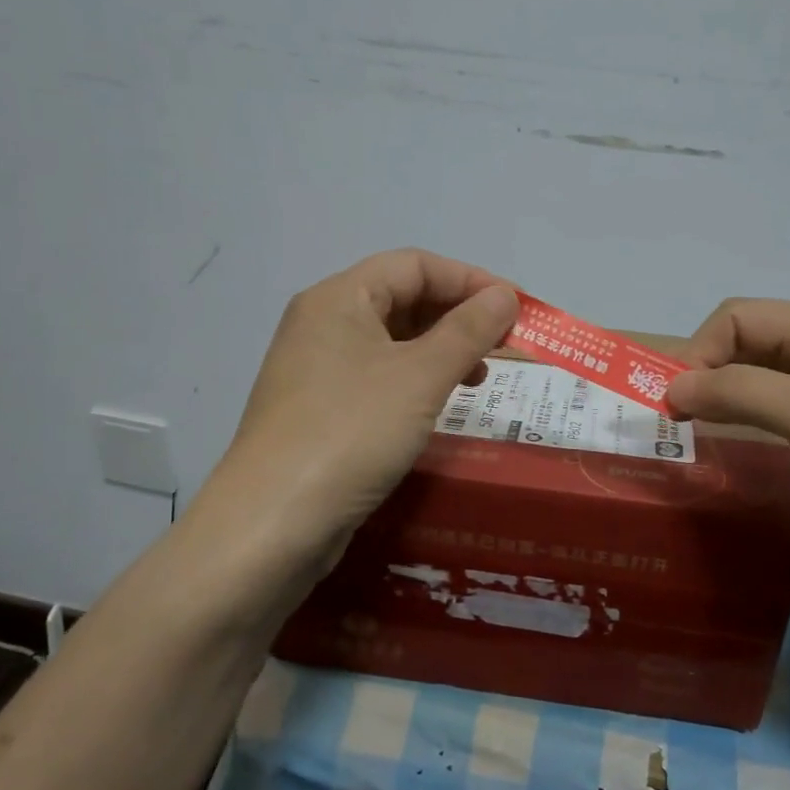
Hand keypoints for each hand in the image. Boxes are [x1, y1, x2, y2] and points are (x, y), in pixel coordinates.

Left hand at [187, 249, 517, 616]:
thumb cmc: (351, 433)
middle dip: (459, 316)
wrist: (273, 524)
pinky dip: (417, 380)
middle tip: (506, 345)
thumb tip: (506, 296)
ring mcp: (317, 369)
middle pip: (403, 299)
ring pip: (392, 341)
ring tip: (481, 377)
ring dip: (442, 350)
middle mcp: (323, 324)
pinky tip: (441, 404)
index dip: (470, 279)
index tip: (516, 308)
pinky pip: (379, 377)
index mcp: (339, 298)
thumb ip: (468, 330)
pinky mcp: (320, 410)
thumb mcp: (420, 377)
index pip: (414, 265)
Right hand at [667, 299, 789, 587]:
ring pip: (767, 381)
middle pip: (750, 345)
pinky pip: (787, 415)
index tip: (676, 403)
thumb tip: (672, 388)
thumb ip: (738, 392)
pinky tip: (743, 448)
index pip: (738, 318)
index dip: (699, 351)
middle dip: (708, 372)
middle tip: (676, 421)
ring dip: (728, 398)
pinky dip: (754, 424)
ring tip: (696, 434)